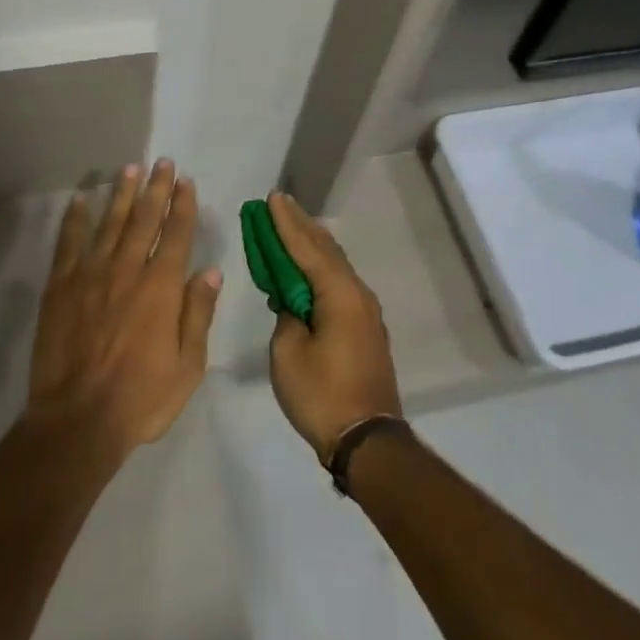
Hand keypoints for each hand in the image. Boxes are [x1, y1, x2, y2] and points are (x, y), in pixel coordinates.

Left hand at [25, 160, 220, 466]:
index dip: (182, 205)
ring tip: (129, 169)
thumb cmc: (141, 398)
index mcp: (161, 287)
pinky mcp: (60, 286)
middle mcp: (127, 270)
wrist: (77, 420)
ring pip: (109, 222)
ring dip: (122, 194)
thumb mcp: (188, 366)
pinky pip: (68, 242)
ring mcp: (90, 274)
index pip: (175, 234)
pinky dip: (75, 218)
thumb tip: (212, 271)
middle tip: (162, 163)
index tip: (185, 181)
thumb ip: (198, 314)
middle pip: (144, 219)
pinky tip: (81, 199)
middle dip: (156, 188)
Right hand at [266, 191, 402, 464]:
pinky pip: (338, 283)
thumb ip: (286, 316)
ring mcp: (365, 312)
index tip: (272, 198)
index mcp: (339, 294)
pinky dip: (319, 267)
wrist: (367, 441)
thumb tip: (293, 304)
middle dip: (300, 226)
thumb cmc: (322, 395)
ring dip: (310, 245)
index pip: (307, 248)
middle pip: (325, 249)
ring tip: (290, 225)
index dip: (286, 223)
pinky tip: (305, 268)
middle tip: (278, 203)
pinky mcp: (364, 328)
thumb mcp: (288, 353)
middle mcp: (357, 294)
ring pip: (334, 265)